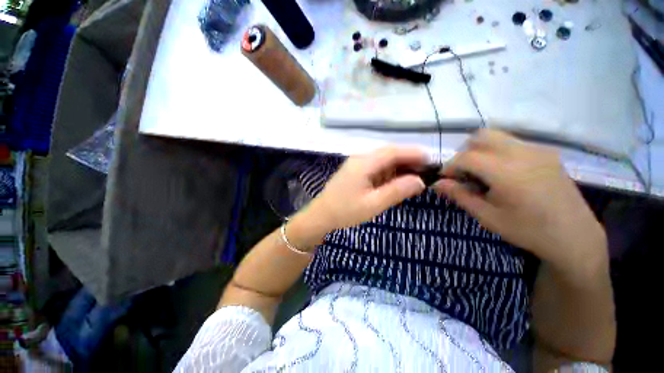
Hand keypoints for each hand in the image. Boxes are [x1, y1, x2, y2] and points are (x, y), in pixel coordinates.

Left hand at [294, 147, 426, 238]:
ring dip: (399, 167)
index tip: (431, 161)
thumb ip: (397, 191)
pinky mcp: (356, 171)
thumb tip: (420, 181)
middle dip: (408, 161)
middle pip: (389, 154)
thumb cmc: (345, 211)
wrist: (322, 215)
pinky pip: (376, 168)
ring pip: (383, 161)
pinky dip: (389, 173)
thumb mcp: (373, 204)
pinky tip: (396, 182)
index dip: (413, 153)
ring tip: (415, 178)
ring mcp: (357, 164)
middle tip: (426, 172)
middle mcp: (360, 159)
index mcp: (364, 163)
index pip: (393, 152)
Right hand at [433, 130, 606, 273]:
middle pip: (480, 136)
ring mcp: (536, 149)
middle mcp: (521, 153)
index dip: (449, 166)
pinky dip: (498, 151)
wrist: (574, 235)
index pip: (465, 157)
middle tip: (465, 173)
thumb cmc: (527, 230)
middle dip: (465, 152)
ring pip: (497, 136)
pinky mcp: (546, 152)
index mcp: (505, 172)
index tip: (446, 179)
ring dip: (481, 150)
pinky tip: (504, 173)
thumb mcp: (487, 216)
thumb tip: (437, 183)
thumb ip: (460, 195)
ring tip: (483, 172)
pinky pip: (512, 142)